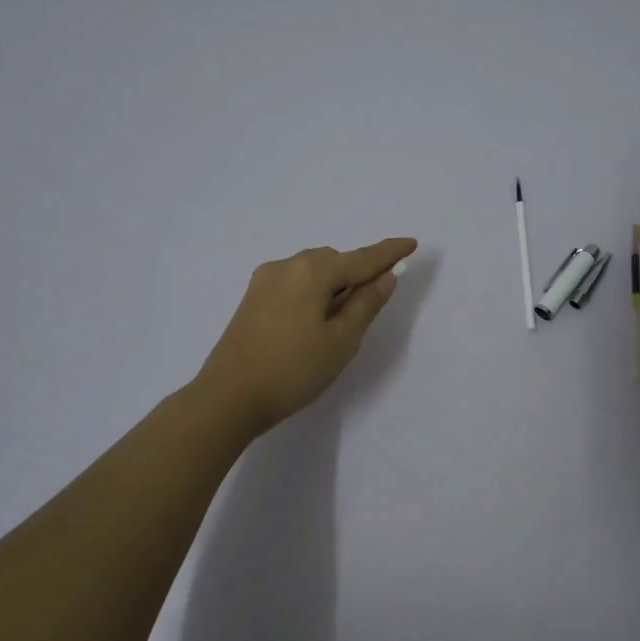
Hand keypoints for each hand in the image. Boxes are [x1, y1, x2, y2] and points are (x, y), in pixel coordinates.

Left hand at [195, 237, 418, 435]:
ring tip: (343, 316)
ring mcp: (265, 281)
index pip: (362, 259)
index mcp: (312, 272)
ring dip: (334, 284)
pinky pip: (294, 283)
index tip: (411, 243)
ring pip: (312, 272)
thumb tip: (385, 277)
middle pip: (334, 261)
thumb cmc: (293, 370)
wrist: (227, 397)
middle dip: (358, 272)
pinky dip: (313, 291)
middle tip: (375, 299)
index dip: (389, 253)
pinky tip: (315, 318)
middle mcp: (287, 266)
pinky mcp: (252, 299)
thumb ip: (366, 304)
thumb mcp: (341, 341)